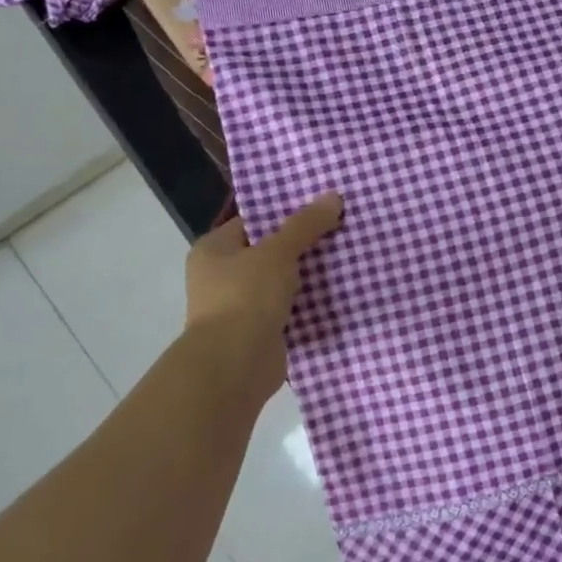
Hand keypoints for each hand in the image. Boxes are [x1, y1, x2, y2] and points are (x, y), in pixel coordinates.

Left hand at [185, 193, 343, 399]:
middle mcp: (222, 276)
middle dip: (303, 244)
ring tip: (348, 255)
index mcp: (214, 250)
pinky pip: (291, 308)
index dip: (285, 213)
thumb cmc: (246, 297)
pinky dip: (311, 303)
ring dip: (309, 275)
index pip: (253, 221)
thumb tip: (334, 196)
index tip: (320, 206)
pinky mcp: (261, 331)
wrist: (235, 365)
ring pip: (283, 281)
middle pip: (270, 251)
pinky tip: (341, 291)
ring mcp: (241, 306)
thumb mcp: (278, 252)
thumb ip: (305, 225)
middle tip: (341, 228)